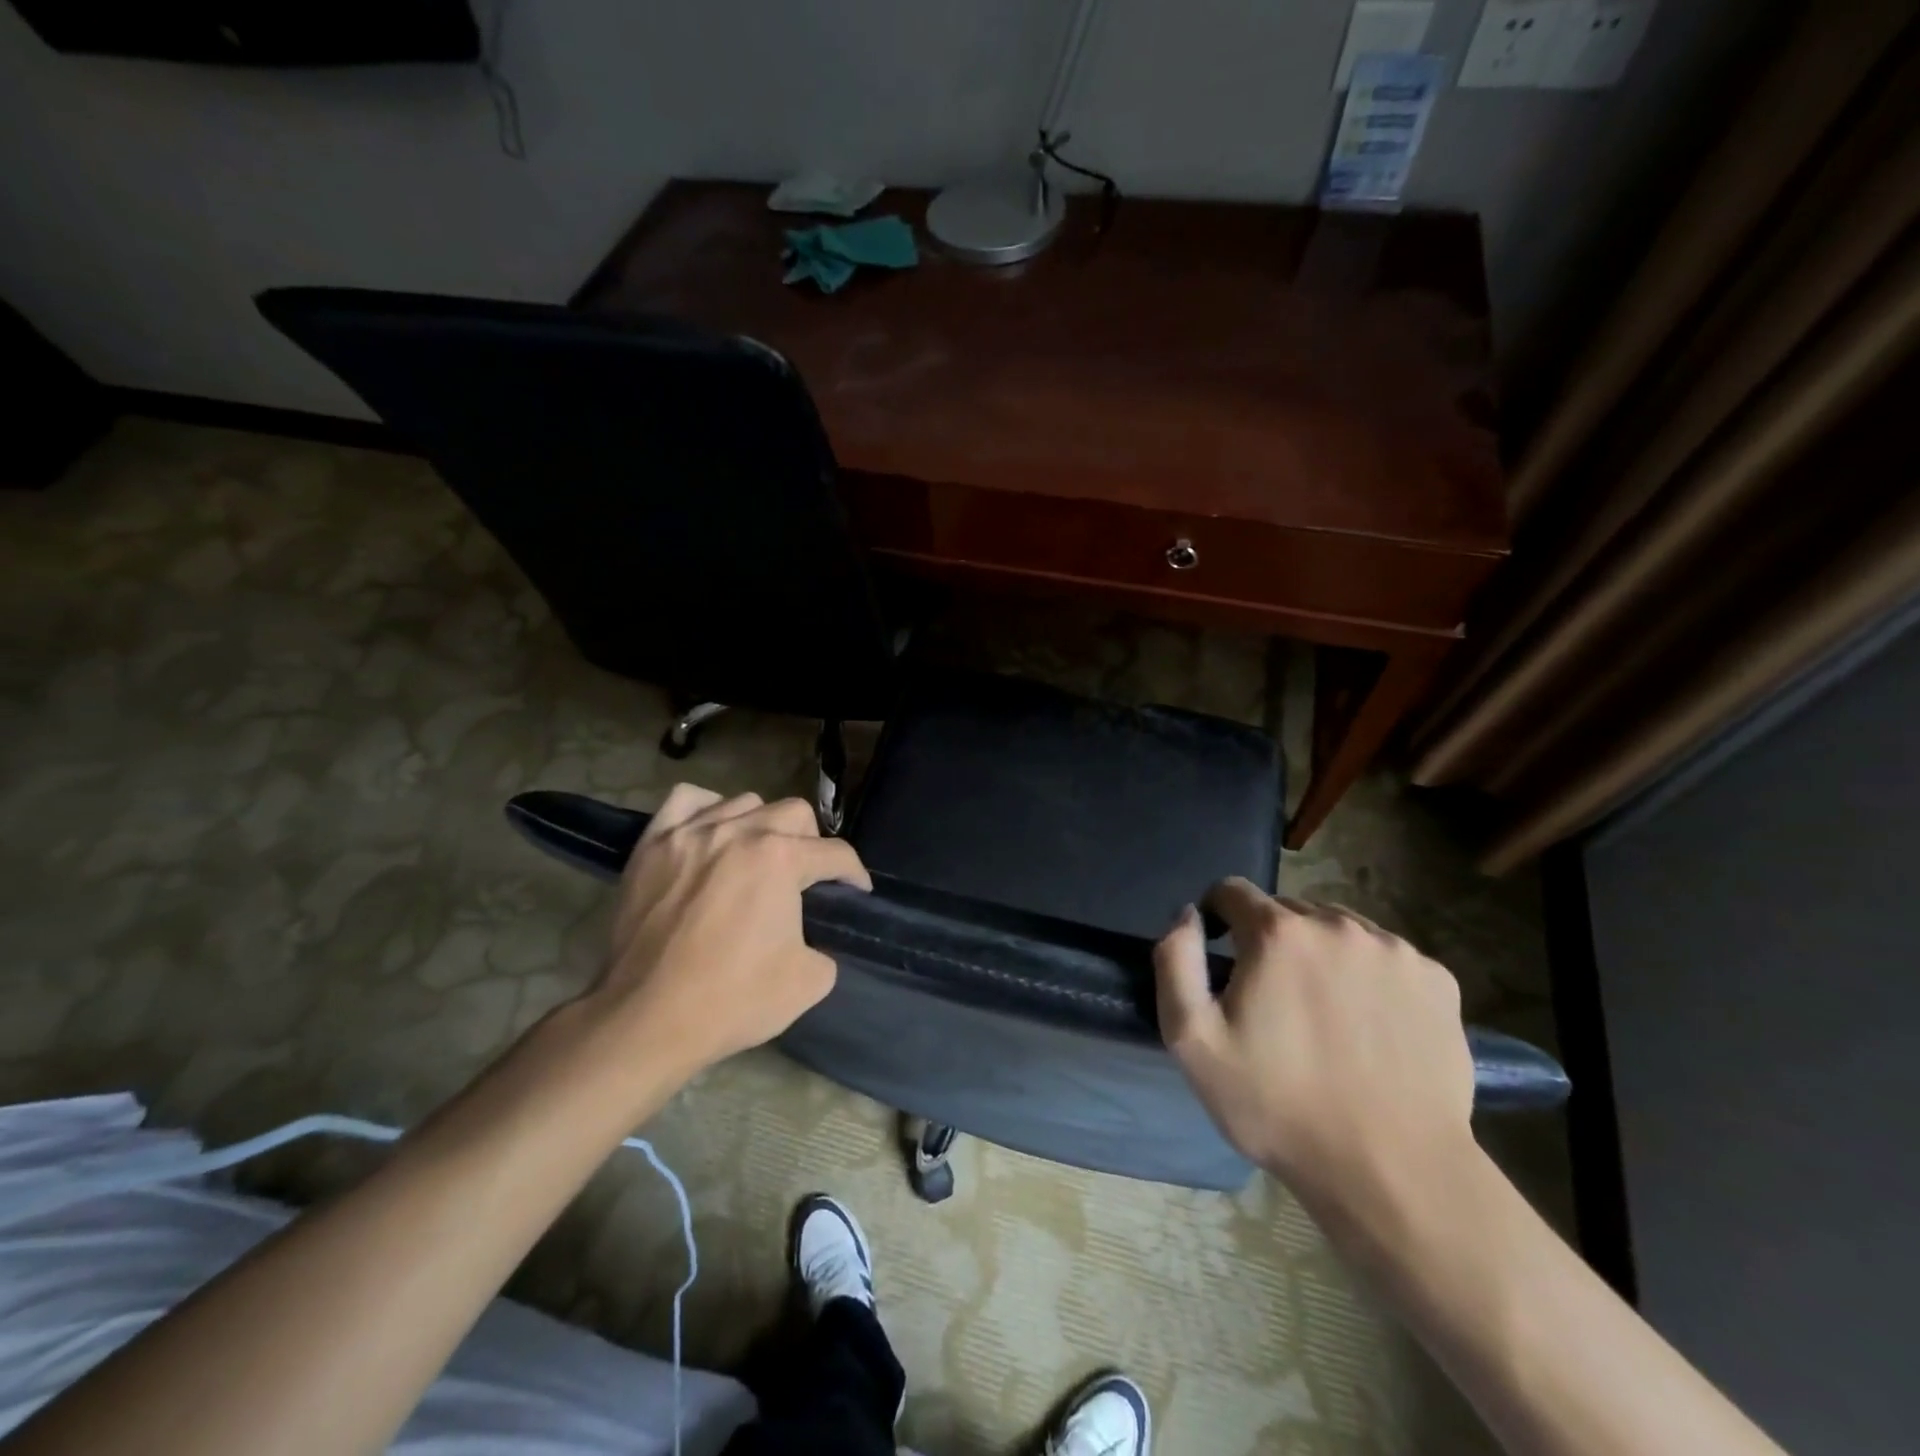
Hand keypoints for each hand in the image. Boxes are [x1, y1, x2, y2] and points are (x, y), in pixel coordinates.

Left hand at [584, 784, 870, 1083]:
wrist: (645, 1020)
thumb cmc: (731, 1001)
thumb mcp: (809, 982)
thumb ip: (825, 945)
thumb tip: (810, 934)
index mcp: (780, 859)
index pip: (835, 853)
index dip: (854, 874)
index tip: (857, 892)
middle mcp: (739, 832)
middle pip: (795, 813)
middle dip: (812, 844)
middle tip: (806, 878)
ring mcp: (691, 832)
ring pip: (745, 802)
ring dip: (763, 825)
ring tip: (757, 857)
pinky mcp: (653, 843)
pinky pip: (687, 800)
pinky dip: (708, 809)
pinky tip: (711, 833)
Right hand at [1153, 879, 1475, 1235]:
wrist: (1392, 1172)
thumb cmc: (1277, 1105)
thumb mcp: (1192, 1039)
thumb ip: (1176, 960)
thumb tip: (1189, 914)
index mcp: (1278, 933)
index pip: (1232, 891)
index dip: (1217, 917)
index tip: (1220, 957)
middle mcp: (1338, 925)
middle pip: (1287, 911)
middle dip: (1270, 941)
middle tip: (1272, 1000)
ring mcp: (1395, 950)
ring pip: (1338, 930)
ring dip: (1320, 954)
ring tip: (1323, 1013)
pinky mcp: (1438, 979)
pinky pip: (1385, 957)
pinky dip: (1368, 975)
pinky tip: (1370, 1025)